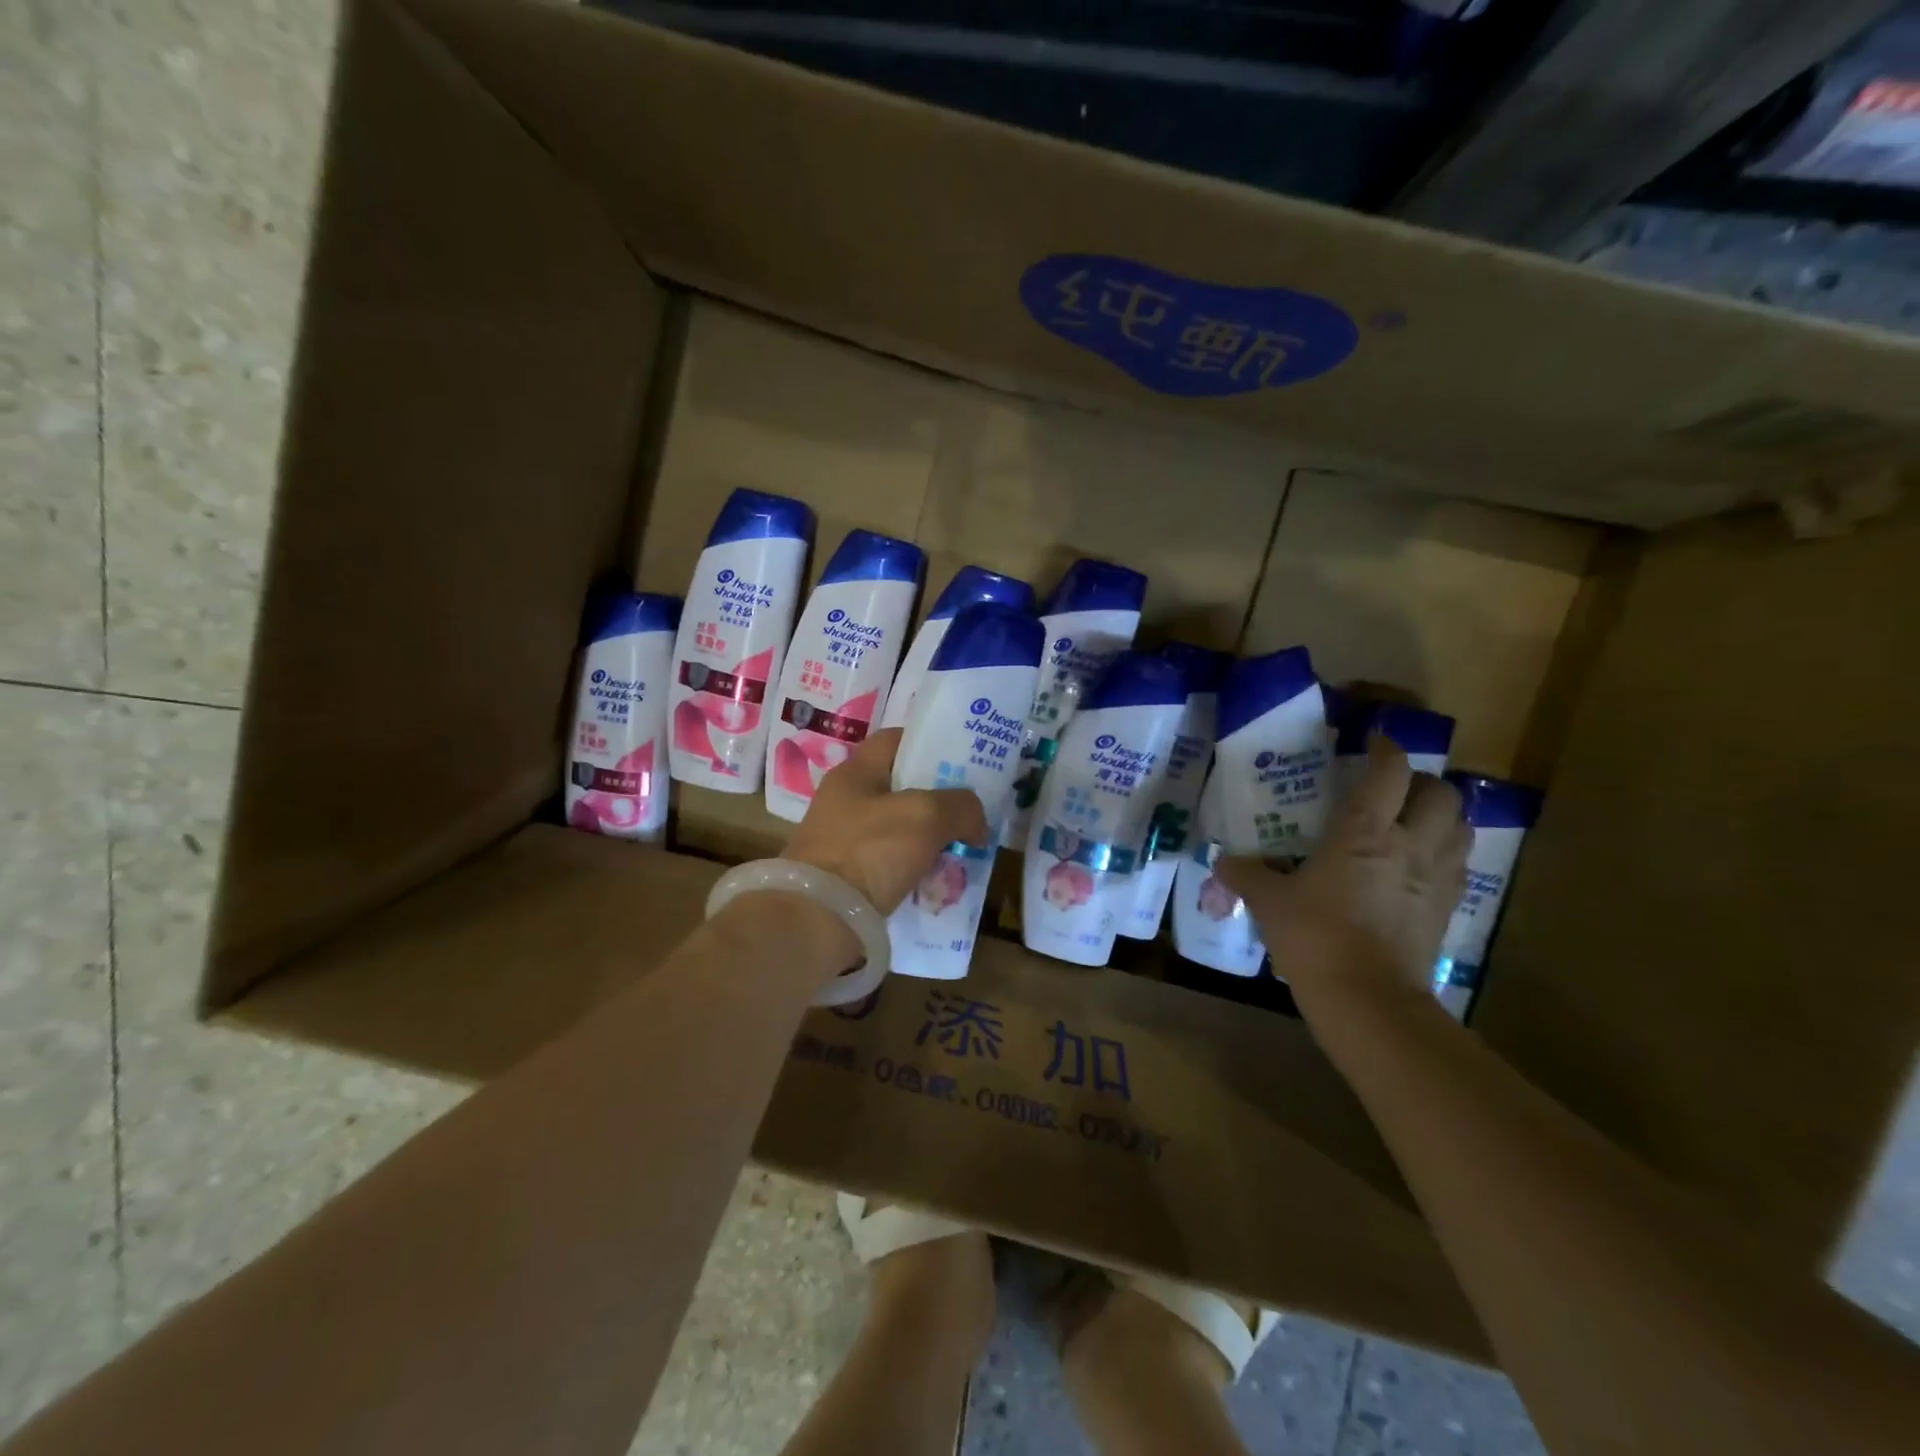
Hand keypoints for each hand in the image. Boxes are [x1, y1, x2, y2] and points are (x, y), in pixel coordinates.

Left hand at [786, 729, 989, 913]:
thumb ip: (960, 807)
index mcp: (855, 773)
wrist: (818, 920)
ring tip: (963, 854)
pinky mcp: (845, 878)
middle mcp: (844, 802)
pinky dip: (914, 873)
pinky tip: (938, 885)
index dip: (930, 744)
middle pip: (901, 789)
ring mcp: (842, 842)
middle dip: (938, 801)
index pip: (895, 740)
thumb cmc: (869, 851)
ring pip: (899, 831)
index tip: (963, 760)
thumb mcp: (925, 816)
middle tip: (972, 813)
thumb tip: (976, 823)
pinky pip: (890, 867)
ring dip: (930, 842)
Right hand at [1216, 736, 1470, 1000]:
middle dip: (1423, 781)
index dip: (1386, 748)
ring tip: (1417, 819)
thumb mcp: (1269, 902)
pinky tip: (1421, 864)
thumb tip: (1222, 862)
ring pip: (1462, 827)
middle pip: (1440, 794)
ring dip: (1444, 814)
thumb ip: (1245, 875)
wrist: (1367, 998)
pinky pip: (1459, 865)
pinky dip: (1446, 852)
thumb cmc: (1314, 936)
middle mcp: (1410, 845)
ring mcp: (1435, 878)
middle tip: (1396, 786)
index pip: (1390, 772)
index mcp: (1364, 832)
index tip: (1372, 741)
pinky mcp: (1446, 909)